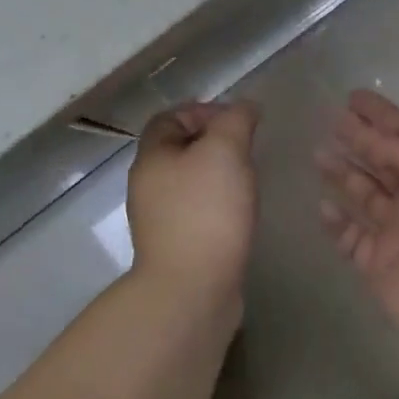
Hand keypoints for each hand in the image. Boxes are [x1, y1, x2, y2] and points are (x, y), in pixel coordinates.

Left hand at [127, 101, 259, 304]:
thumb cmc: (206, 211)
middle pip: (180, 150)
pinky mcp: (179, 247)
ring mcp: (161, 220)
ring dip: (219, 175)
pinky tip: (242, 213)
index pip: (169, 118)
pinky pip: (199, 212)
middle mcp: (148, 186)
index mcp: (152, 158)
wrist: (193, 291)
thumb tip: (245, 108)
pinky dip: (220, 205)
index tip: (237, 121)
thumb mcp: (225, 151)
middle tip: (248, 149)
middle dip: (215, 143)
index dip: (202, 110)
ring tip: (249, 181)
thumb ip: (236, 121)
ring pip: (191, 182)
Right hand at [315, 90, 398, 356]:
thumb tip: (373, 140)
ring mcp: (398, 232)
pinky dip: (337, 221)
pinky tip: (323, 204)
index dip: (380, 116)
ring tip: (317, 153)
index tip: (352, 97)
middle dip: (358, 140)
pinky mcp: (378, 265)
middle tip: (329, 120)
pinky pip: (351, 237)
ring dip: (342, 174)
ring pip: (363, 195)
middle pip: (382, 162)